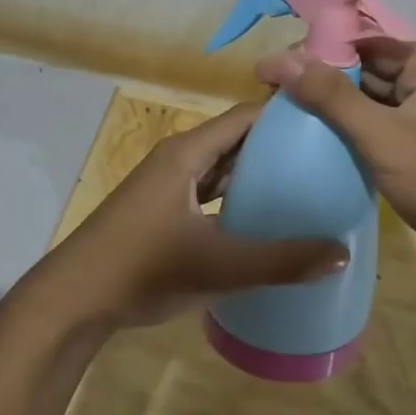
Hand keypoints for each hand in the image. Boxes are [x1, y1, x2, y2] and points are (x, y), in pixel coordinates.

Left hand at [45, 102, 348, 330]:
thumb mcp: (220, 266)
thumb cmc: (144, 269)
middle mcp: (177, 159)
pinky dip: (234, 196)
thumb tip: (342, 253)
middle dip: (277, 145)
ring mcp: (165, 185)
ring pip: (220, 167)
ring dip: (255, 172)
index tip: (328, 121)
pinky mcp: (160, 210)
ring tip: (303, 183)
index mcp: (188, 152)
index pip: (246, 116)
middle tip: (326, 156)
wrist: (73, 300)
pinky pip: (207, 191)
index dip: (286, 114)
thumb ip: (282, 261)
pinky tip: (259, 217)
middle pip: (235, 139)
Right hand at [255, 39, 415, 259]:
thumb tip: (280, 58)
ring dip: (345, 109)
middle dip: (329, 84)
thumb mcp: (383, 138)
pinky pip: (394, 123)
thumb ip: (332, 97)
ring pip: (383, 100)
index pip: (366, 46)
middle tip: (277, 99)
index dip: (319, 56)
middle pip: (374, 71)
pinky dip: (366, 129)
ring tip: (294, 119)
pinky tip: (332, 142)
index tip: (276, 74)